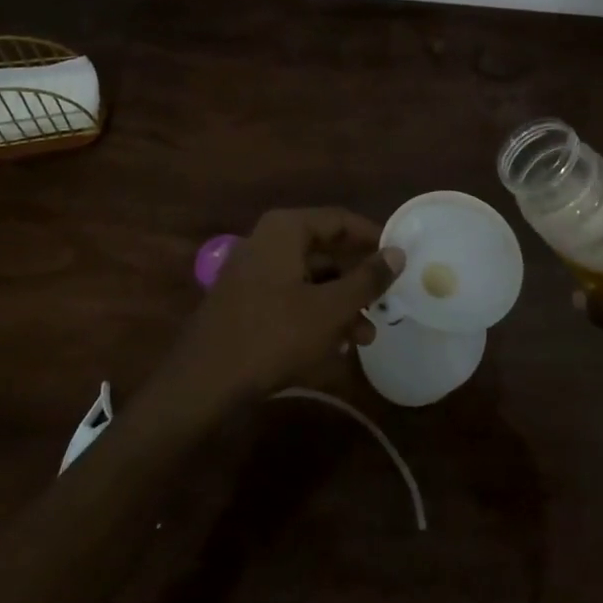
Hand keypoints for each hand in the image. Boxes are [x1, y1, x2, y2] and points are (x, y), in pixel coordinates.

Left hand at [158, 208, 403, 410]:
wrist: (203, 383)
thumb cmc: (273, 335)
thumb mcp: (330, 309)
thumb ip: (367, 279)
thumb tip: (398, 253)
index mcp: (285, 229)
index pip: (340, 220)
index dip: (372, 238)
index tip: (399, 260)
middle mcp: (268, 241)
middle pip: (325, 251)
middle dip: (357, 281)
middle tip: (386, 303)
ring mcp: (253, 272)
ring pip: (310, 279)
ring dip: (340, 305)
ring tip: (365, 336)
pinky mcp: (246, 301)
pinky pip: (291, 298)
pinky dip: (315, 315)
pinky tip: (335, 346)